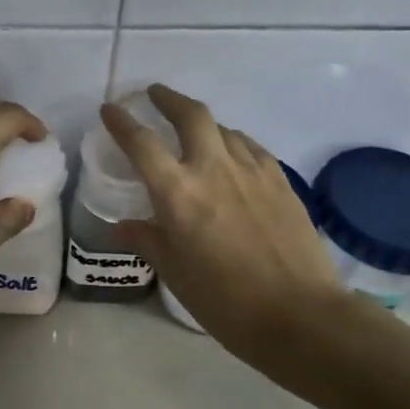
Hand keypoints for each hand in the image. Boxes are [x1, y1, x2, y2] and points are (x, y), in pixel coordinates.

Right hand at [102, 84, 345, 355]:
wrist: (299, 314)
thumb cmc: (224, 300)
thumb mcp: (175, 273)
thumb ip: (148, 239)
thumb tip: (123, 225)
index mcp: (178, 192)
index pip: (141, 143)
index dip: (121, 122)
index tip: (109, 109)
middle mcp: (213, 168)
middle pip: (191, 115)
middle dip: (169, 98)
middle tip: (155, 94)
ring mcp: (252, 170)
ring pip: (224, 129)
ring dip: (203, 123)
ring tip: (193, 132)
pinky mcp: (281, 181)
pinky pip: (250, 148)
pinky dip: (233, 142)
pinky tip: (232, 158)